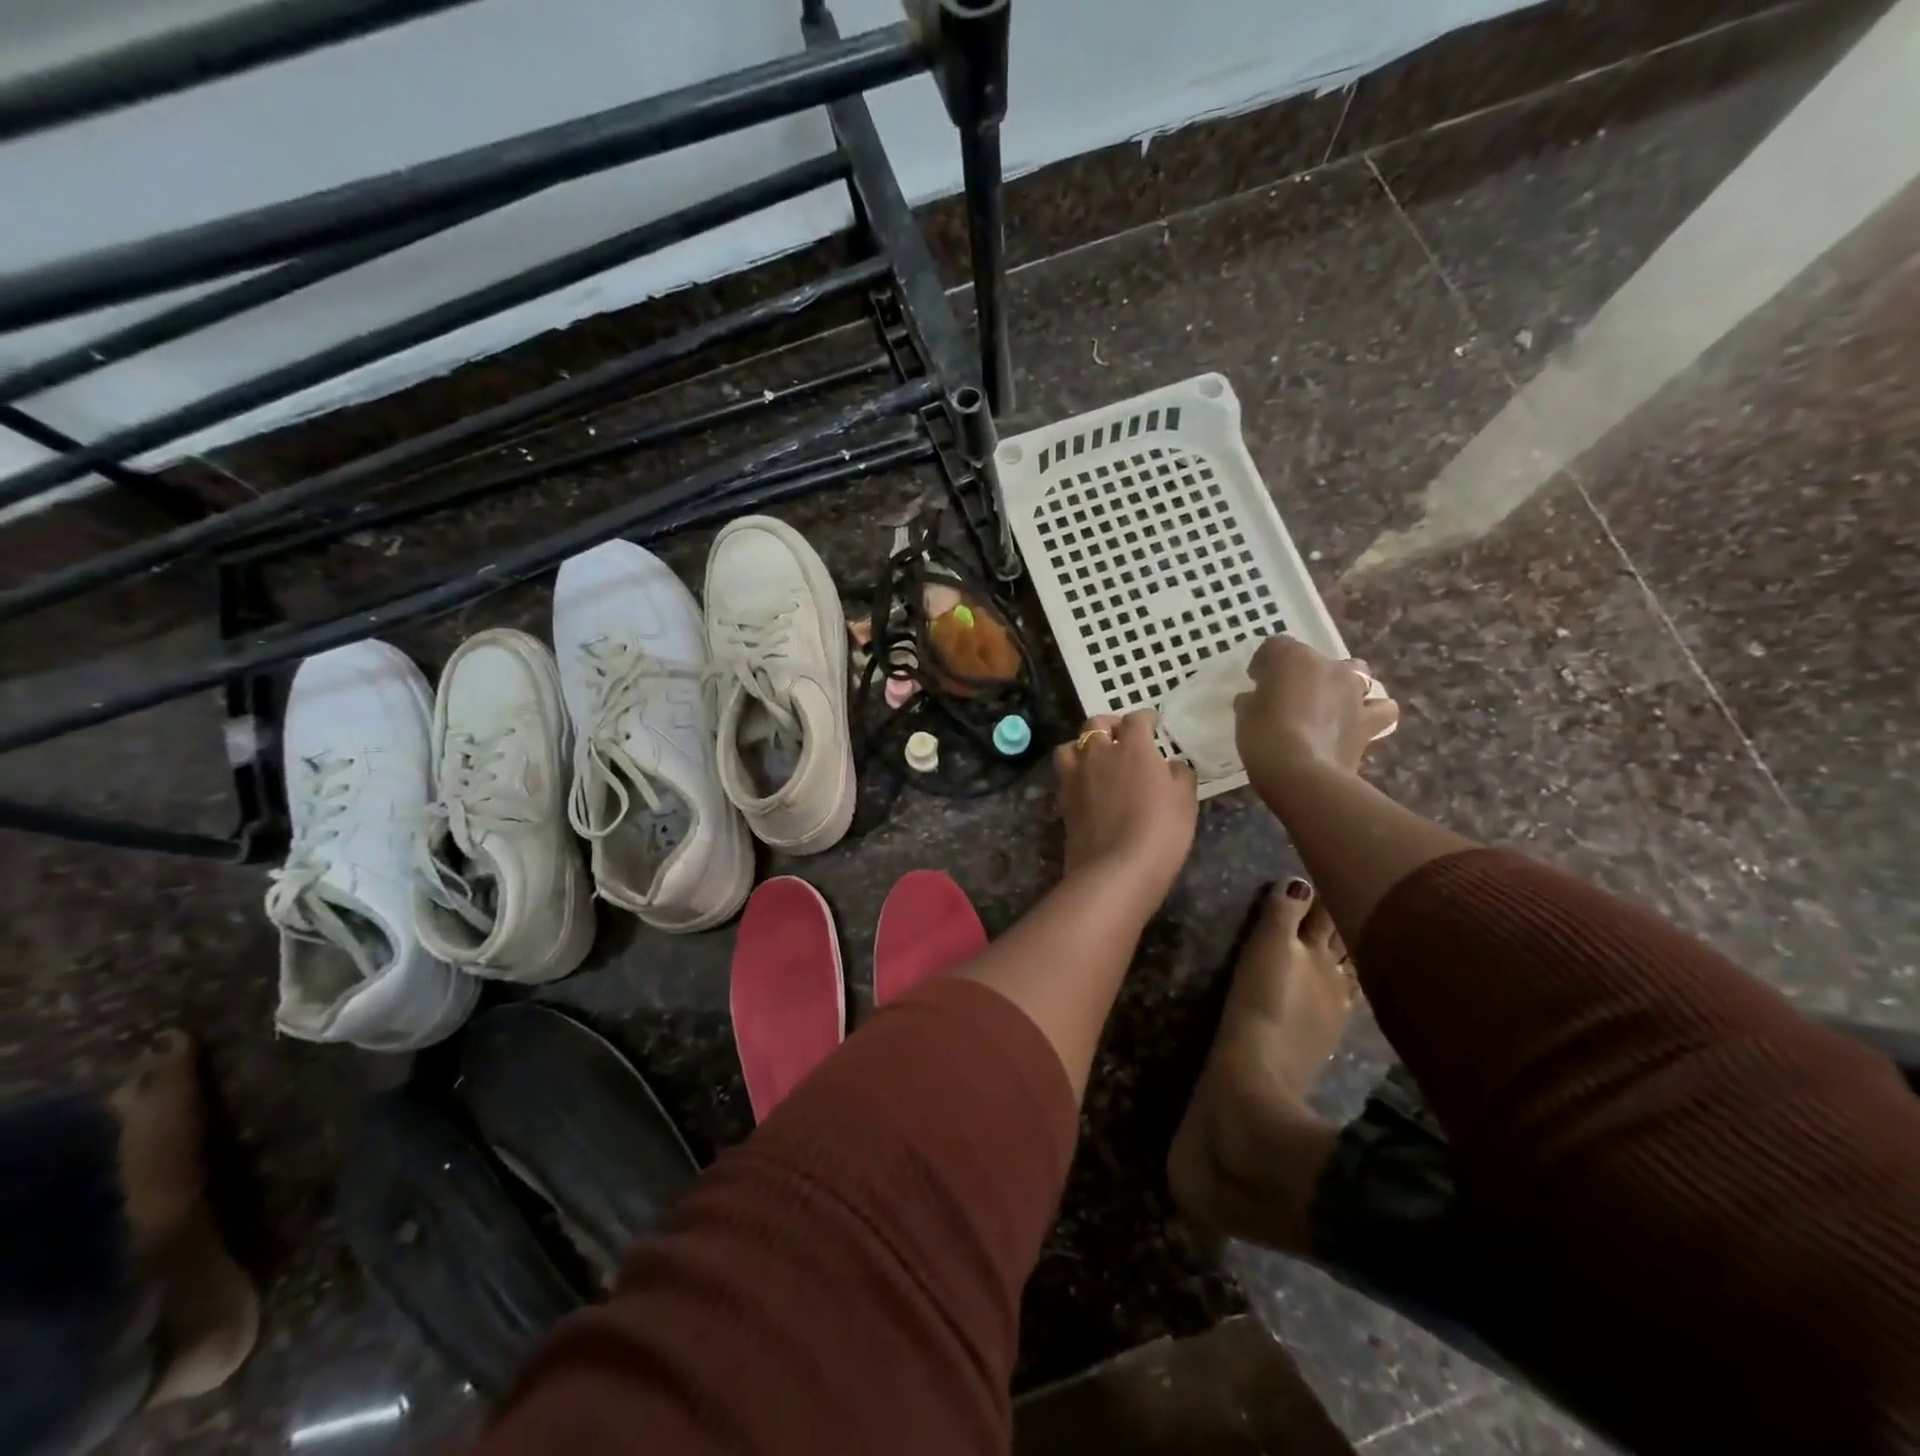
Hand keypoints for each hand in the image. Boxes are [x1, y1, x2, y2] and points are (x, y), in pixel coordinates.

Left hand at [1055, 710, 1197, 901]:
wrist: (1116, 869)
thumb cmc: (1160, 831)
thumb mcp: (1185, 801)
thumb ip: (1179, 775)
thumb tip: (1171, 765)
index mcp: (1132, 747)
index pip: (1136, 719)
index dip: (1146, 718)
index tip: (1153, 724)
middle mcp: (1098, 753)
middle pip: (1095, 724)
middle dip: (1109, 725)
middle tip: (1121, 736)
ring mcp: (1075, 776)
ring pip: (1071, 746)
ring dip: (1083, 746)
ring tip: (1095, 757)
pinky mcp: (1063, 799)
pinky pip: (1064, 774)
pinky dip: (1074, 772)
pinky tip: (1086, 785)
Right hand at [1234, 637, 1399, 793]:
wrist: (1302, 774)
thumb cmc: (1264, 737)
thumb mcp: (1244, 715)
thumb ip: (1251, 700)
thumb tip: (1254, 698)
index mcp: (1292, 658)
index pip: (1274, 647)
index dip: (1264, 664)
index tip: (1255, 682)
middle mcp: (1328, 666)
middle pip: (1314, 659)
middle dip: (1301, 673)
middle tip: (1287, 696)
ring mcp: (1353, 691)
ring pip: (1355, 673)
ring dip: (1341, 683)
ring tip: (1327, 702)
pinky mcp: (1369, 719)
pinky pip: (1380, 707)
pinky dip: (1371, 710)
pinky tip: (1357, 720)